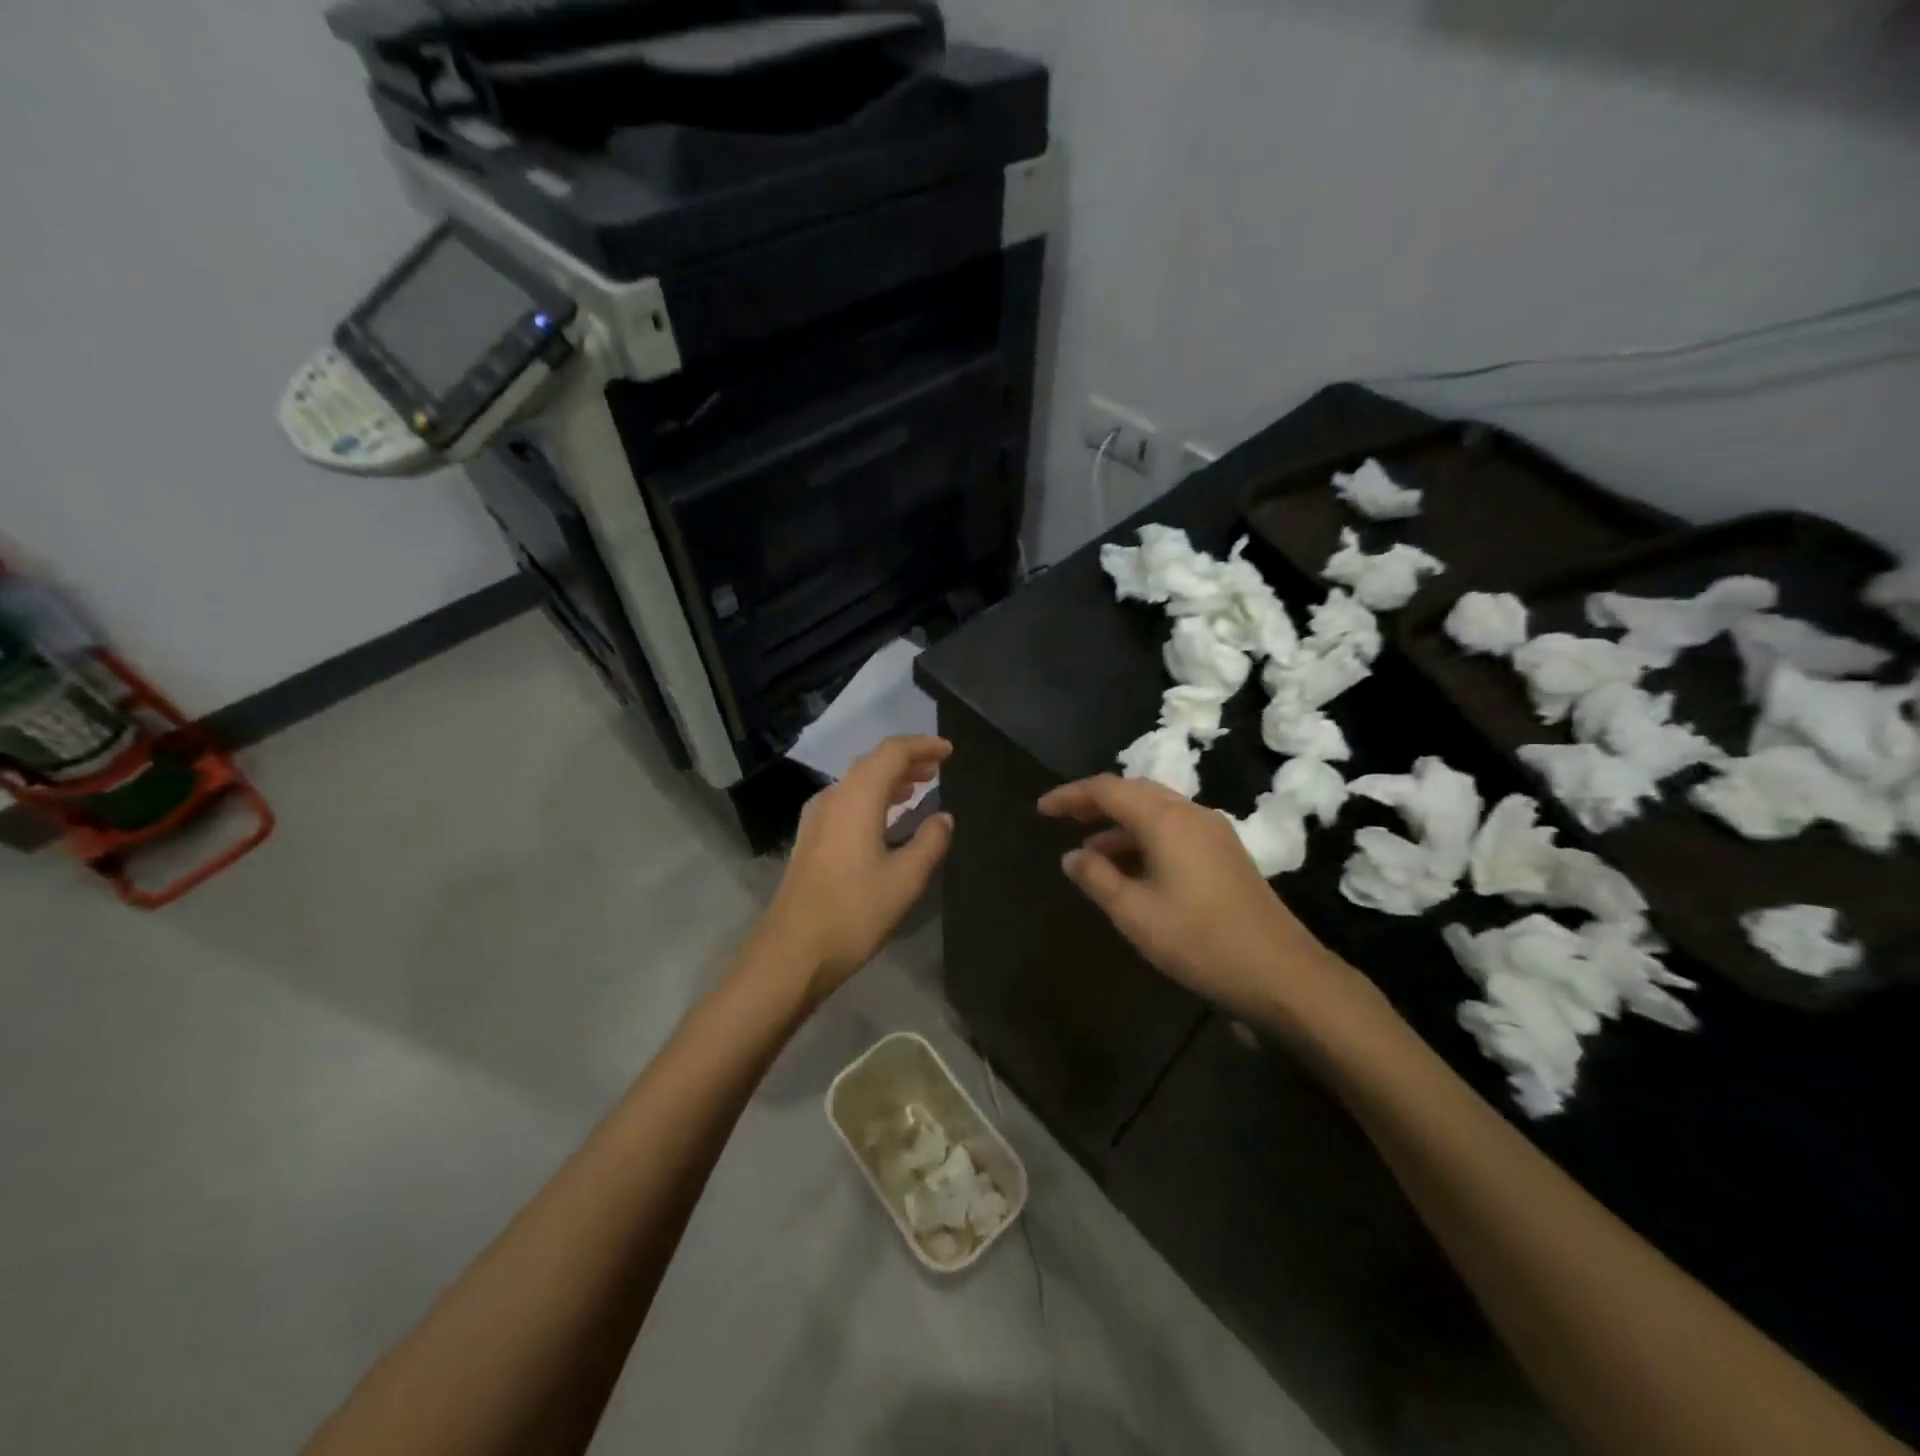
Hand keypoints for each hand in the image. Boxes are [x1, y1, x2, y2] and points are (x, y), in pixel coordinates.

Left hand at [755, 736, 953, 1004]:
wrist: (792, 951)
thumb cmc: (854, 912)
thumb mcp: (906, 879)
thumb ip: (930, 842)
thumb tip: (944, 818)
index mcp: (857, 798)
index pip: (891, 752)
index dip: (922, 746)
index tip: (949, 751)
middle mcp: (834, 797)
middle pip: (872, 763)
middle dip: (907, 760)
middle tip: (938, 768)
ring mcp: (817, 818)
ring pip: (858, 782)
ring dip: (890, 779)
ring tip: (919, 786)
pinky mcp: (811, 838)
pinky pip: (847, 801)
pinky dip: (873, 797)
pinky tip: (887, 817)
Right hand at [1038, 775, 1350, 1024]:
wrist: (1282, 973)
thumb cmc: (1199, 941)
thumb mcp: (1135, 914)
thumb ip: (1098, 878)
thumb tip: (1072, 856)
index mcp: (1166, 820)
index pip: (1108, 790)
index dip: (1071, 795)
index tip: (1041, 810)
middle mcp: (1191, 813)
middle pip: (1134, 792)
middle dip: (1095, 803)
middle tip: (1063, 820)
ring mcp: (1213, 832)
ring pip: (1156, 811)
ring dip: (1120, 823)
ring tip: (1090, 851)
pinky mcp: (1225, 853)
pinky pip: (1174, 829)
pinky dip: (1144, 838)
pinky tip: (1131, 869)